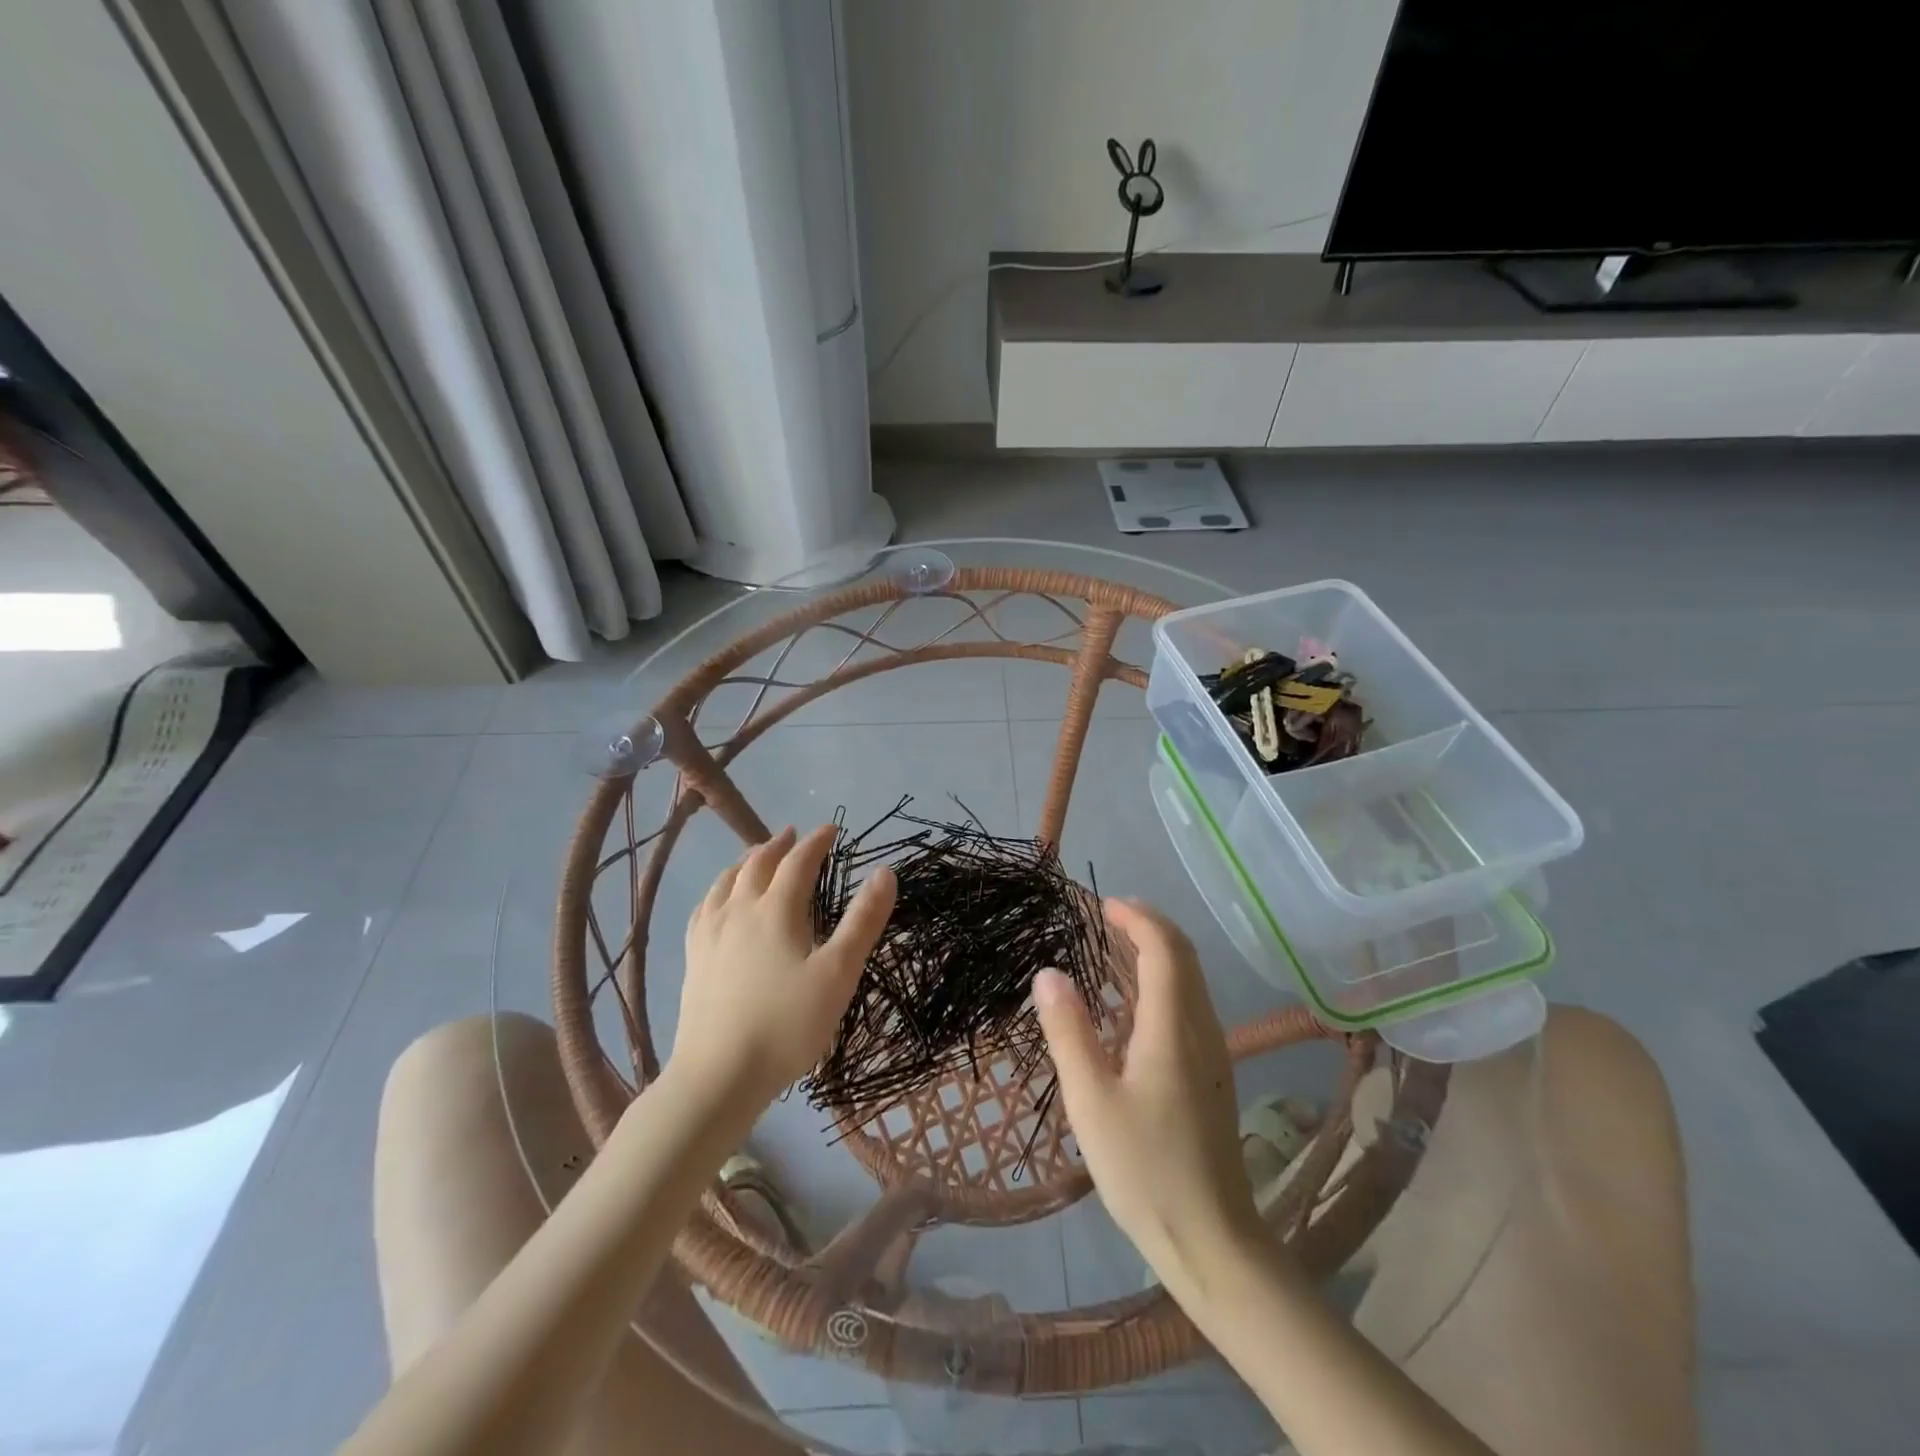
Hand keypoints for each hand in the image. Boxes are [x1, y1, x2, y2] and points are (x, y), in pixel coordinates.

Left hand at [672, 824, 895, 1111]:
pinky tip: (719, 898)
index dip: (816, 842)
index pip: (798, 862)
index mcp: (776, 910)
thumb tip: (885, 873)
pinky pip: (705, 907)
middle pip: (758, 864)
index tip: (831, 828)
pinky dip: (719, 889)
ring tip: (757, 855)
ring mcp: (711, 933)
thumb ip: (862, 921)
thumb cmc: (787, 1024)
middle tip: (794, 834)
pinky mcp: (695, 957)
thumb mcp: (838, 974)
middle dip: (779, 844)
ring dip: (747, 860)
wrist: (718, 1075)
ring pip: (727, 881)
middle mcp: (739, 911)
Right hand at [1034, 899, 1262, 1292]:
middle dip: (1149, 926)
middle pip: (1184, 957)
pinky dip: (1162, 983)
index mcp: (1173, 1028)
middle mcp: (1202, 1029)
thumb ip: (1068, 1032)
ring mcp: (1212, 1053)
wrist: (1212, 1240)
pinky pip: (1189, 1006)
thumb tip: (1049, 973)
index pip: (1164, 949)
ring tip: (1113, 948)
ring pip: (1190, 981)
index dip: (1137, 919)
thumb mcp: (1091, 1101)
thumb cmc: (1145, 1169)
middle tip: (1107, 917)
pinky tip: (1130, 1006)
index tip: (1103, 906)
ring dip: (1157, 953)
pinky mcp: (1211, 1075)